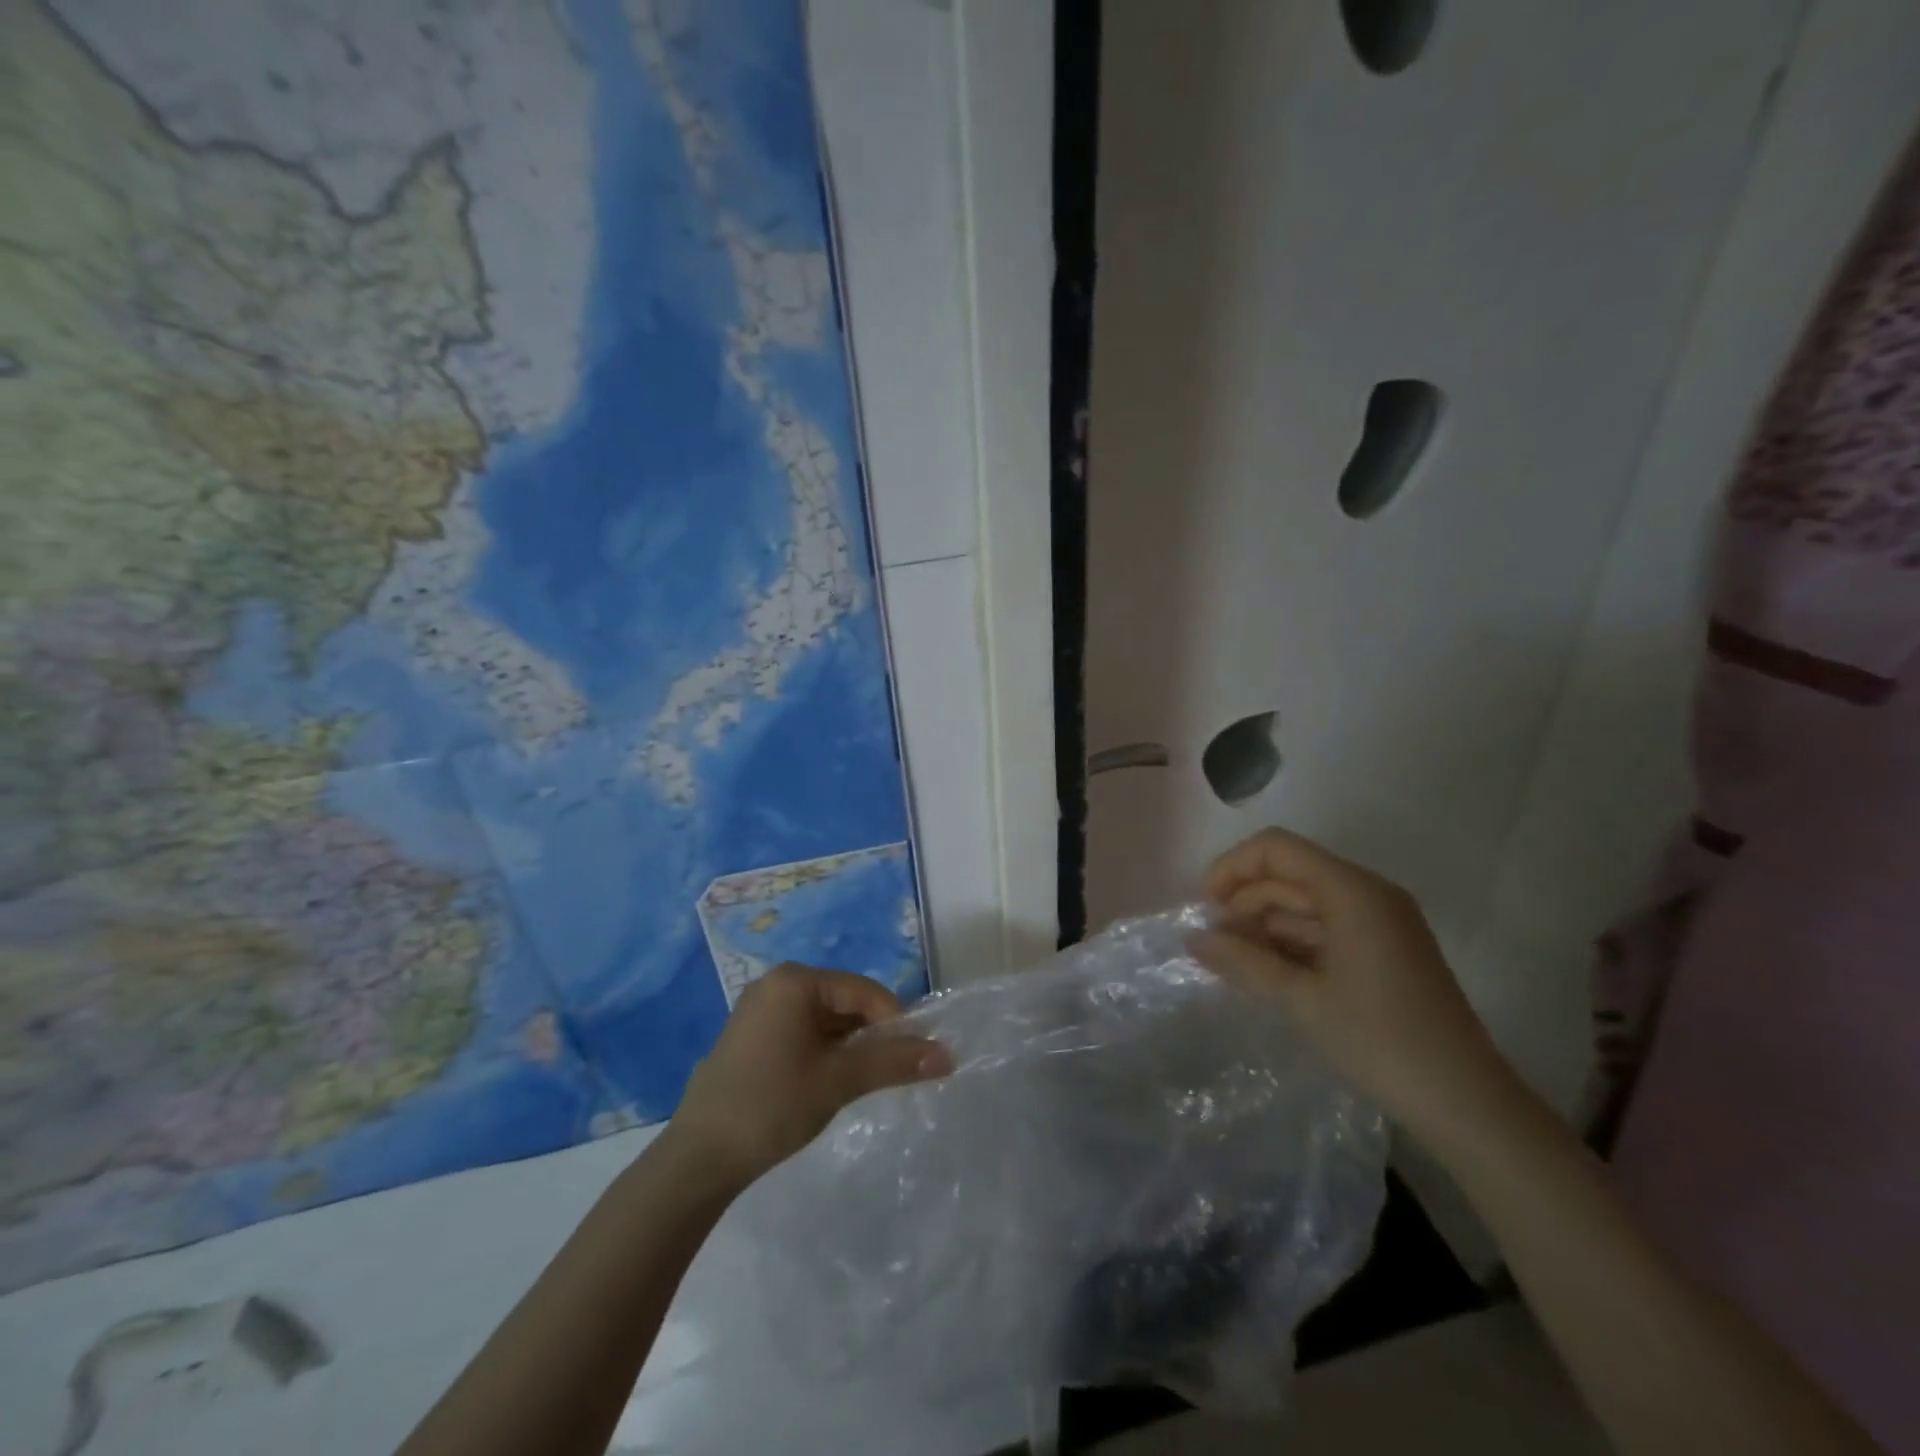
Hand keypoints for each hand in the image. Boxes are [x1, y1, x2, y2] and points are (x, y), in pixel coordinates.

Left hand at [668, 965, 951, 1187]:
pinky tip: (830, 1084)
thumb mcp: (839, 1081)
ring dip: (850, 1047)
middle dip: (872, 1036)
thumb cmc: (772, 1105)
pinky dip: (825, 1053)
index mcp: (795, 981)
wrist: (697, 1159)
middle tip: (891, 1074)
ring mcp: (760, 1010)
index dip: (896, 1022)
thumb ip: (893, 1062)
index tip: (915, 1058)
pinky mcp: (751, 1037)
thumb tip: (949, 1055)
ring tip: (864, 1083)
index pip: (864, 991)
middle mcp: (777, 984)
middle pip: (845, 1002)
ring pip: (825, 1020)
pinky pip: (803, 1033)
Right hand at [1193, 827, 1517, 1145]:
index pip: (1277, 849)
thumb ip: (1243, 961)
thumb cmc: (1380, 1042)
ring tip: (1233, 961)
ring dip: (1265, 924)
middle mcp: (1369, 894)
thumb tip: (1193, 938)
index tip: (1205, 909)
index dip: (1232, 868)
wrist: (1468, 1105)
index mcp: (1352, 891)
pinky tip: (1267, 971)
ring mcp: (1382, 922)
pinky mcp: (1386, 949)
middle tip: (1214, 944)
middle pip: (1290, 874)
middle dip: (1245, 900)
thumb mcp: (1301, 1000)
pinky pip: (1326, 926)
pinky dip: (1292, 941)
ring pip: (1306, 902)